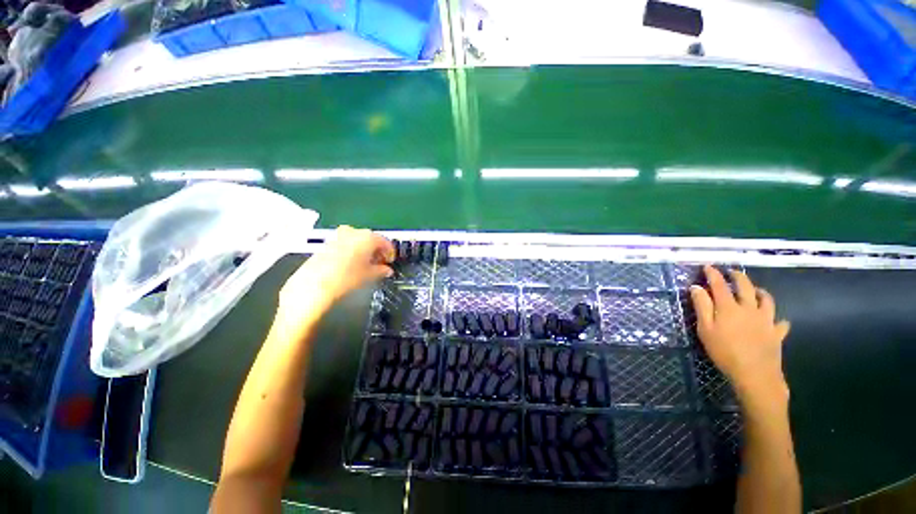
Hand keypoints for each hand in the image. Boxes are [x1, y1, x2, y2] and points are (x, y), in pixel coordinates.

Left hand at [277, 226, 393, 321]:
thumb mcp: (369, 275)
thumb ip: (381, 270)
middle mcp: (354, 232)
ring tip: (367, 263)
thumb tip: (387, 270)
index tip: (391, 261)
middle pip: (371, 238)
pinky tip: (353, 262)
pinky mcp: (328, 242)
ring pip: (358, 239)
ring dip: (365, 249)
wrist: (314, 283)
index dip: (390, 252)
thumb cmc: (346, 277)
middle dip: (377, 250)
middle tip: (380, 263)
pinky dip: (353, 249)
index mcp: (368, 237)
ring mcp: (340, 235)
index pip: (385, 241)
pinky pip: (347, 242)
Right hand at [690, 266, 790, 405]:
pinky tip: (775, 321)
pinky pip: (780, 323)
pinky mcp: (777, 333)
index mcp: (729, 307)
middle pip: (745, 287)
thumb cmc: (724, 351)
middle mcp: (749, 308)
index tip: (708, 266)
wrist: (755, 374)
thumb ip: (702, 307)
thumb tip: (696, 288)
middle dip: (738, 276)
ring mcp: (766, 320)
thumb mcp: (705, 329)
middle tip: (732, 272)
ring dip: (760, 292)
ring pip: (766, 300)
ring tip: (756, 290)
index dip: (713, 274)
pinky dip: (777, 319)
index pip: (719, 285)